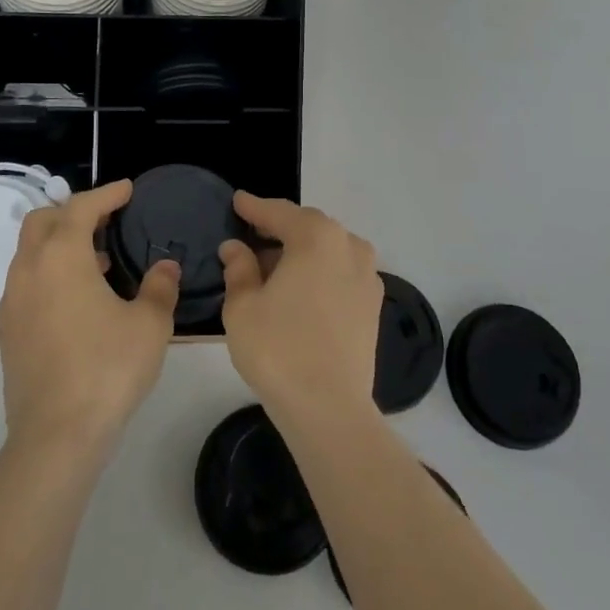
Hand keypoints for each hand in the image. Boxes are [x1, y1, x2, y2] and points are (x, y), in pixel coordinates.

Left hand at [0, 179, 179, 455]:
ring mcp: (12, 301)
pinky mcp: (8, 331)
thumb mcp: (149, 324)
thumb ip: (160, 287)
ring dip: (60, 243)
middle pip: (43, 220)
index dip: (107, 194)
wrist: (56, 435)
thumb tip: (167, 267)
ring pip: (30, 252)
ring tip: (99, 261)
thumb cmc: (108, 368)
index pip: (81, 207)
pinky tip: (78, 299)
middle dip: (73, 212)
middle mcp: (29, 269)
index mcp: (61, 256)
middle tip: (106, 221)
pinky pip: (26, 282)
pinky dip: (49, 272)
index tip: (127, 189)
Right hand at [219, 193, 381, 422]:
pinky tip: (298, 291)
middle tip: (250, 237)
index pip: (278, 212)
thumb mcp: (243, 305)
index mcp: (316, 237)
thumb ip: (239, 268)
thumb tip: (236, 248)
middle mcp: (349, 246)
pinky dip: (318, 272)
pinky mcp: (373, 304)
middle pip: (307, 227)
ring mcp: (367, 275)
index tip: (237, 201)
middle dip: (278, 229)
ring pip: (326, 250)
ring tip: (271, 269)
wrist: (329, 408)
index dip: (254, 207)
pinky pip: (340, 273)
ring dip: (300, 252)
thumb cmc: (278, 349)